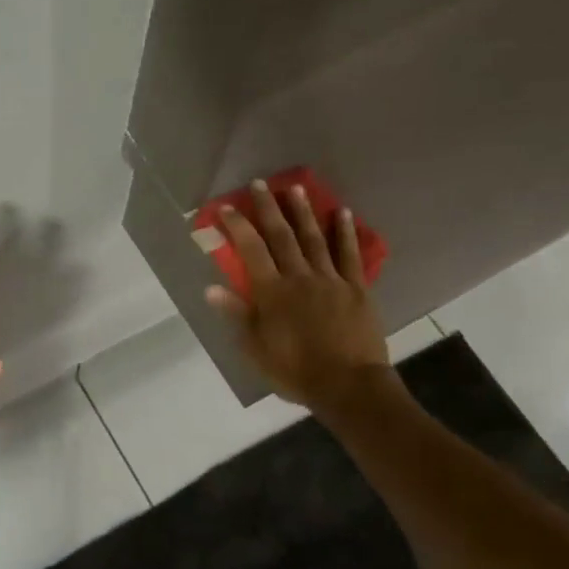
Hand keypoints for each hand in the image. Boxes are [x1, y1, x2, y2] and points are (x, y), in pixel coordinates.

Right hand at [206, 182, 397, 409]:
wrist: (347, 385)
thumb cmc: (294, 370)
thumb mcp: (255, 348)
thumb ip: (236, 315)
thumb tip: (211, 289)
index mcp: (272, 292)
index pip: (251, 251)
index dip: (239, 226)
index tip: (228, 207)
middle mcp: (299, 277)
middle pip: (281, 236)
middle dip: (268, 208)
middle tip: (261, 183)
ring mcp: (330, 279)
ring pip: (314, 238)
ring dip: (303, 212)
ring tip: (295, 188)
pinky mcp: (356, 288)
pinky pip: (350, 254)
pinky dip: (345, 232)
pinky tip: (342, 213)